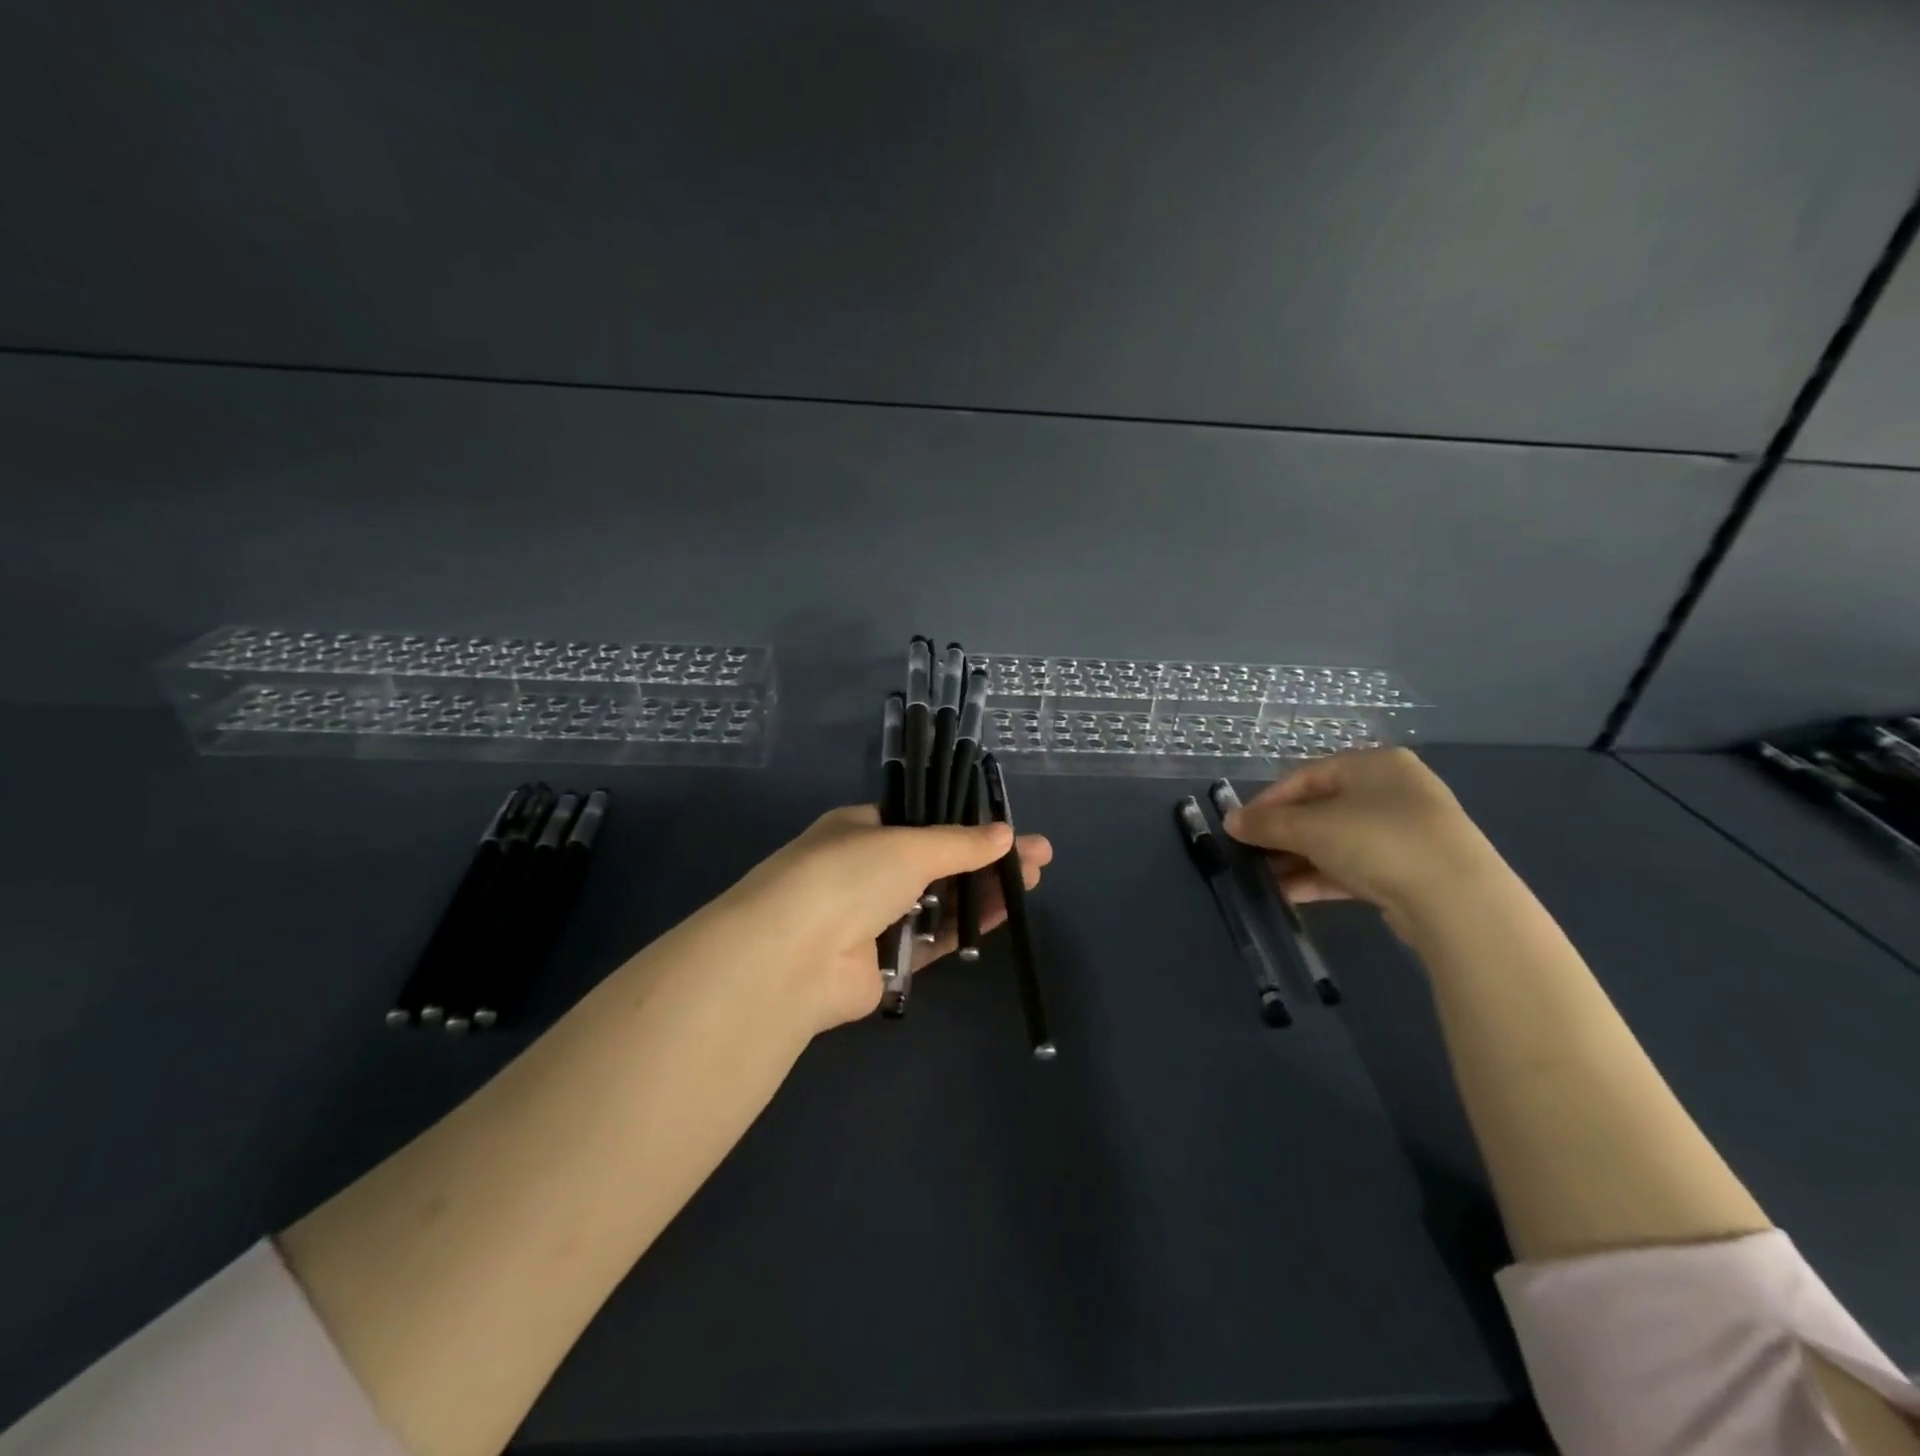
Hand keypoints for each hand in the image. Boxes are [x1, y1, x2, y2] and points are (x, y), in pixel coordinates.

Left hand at [713, 805, 1053, 1033]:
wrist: (792, 956)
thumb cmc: (848, 876)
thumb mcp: (908, 845)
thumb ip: (959, 843)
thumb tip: (1004, 833)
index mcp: (861, 829)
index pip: (920, 821)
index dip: (965, 825)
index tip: (1006, 828)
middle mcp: (866, 870)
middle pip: (938, 862)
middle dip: (986, 859)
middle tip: (1037, 858)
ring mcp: (875, 918)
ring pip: (940, 902)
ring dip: (984, 891)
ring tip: (1033, 882)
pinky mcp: (886, 963)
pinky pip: (935, 940)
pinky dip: (967, 927)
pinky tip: (1005, 914)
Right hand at [1221, 748, 1504, 931]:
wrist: (1457, 900)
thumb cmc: (1377, 840)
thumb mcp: (1311, 827)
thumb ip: (1267, 823)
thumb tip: (1231, 821)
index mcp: (1373, 764)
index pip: (1305, 776)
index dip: (1267, 801)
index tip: (1240, 826)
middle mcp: (1393, 790)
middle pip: (1321, 808)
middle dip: (1283, 834)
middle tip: (1251, 854)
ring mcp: (1406, 831)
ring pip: (1337, 840)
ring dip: (1299, 859)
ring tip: (1265, 878)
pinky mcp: (1412, 869)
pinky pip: (1355, 866)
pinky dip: (1323, 876)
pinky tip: (1291, 893)